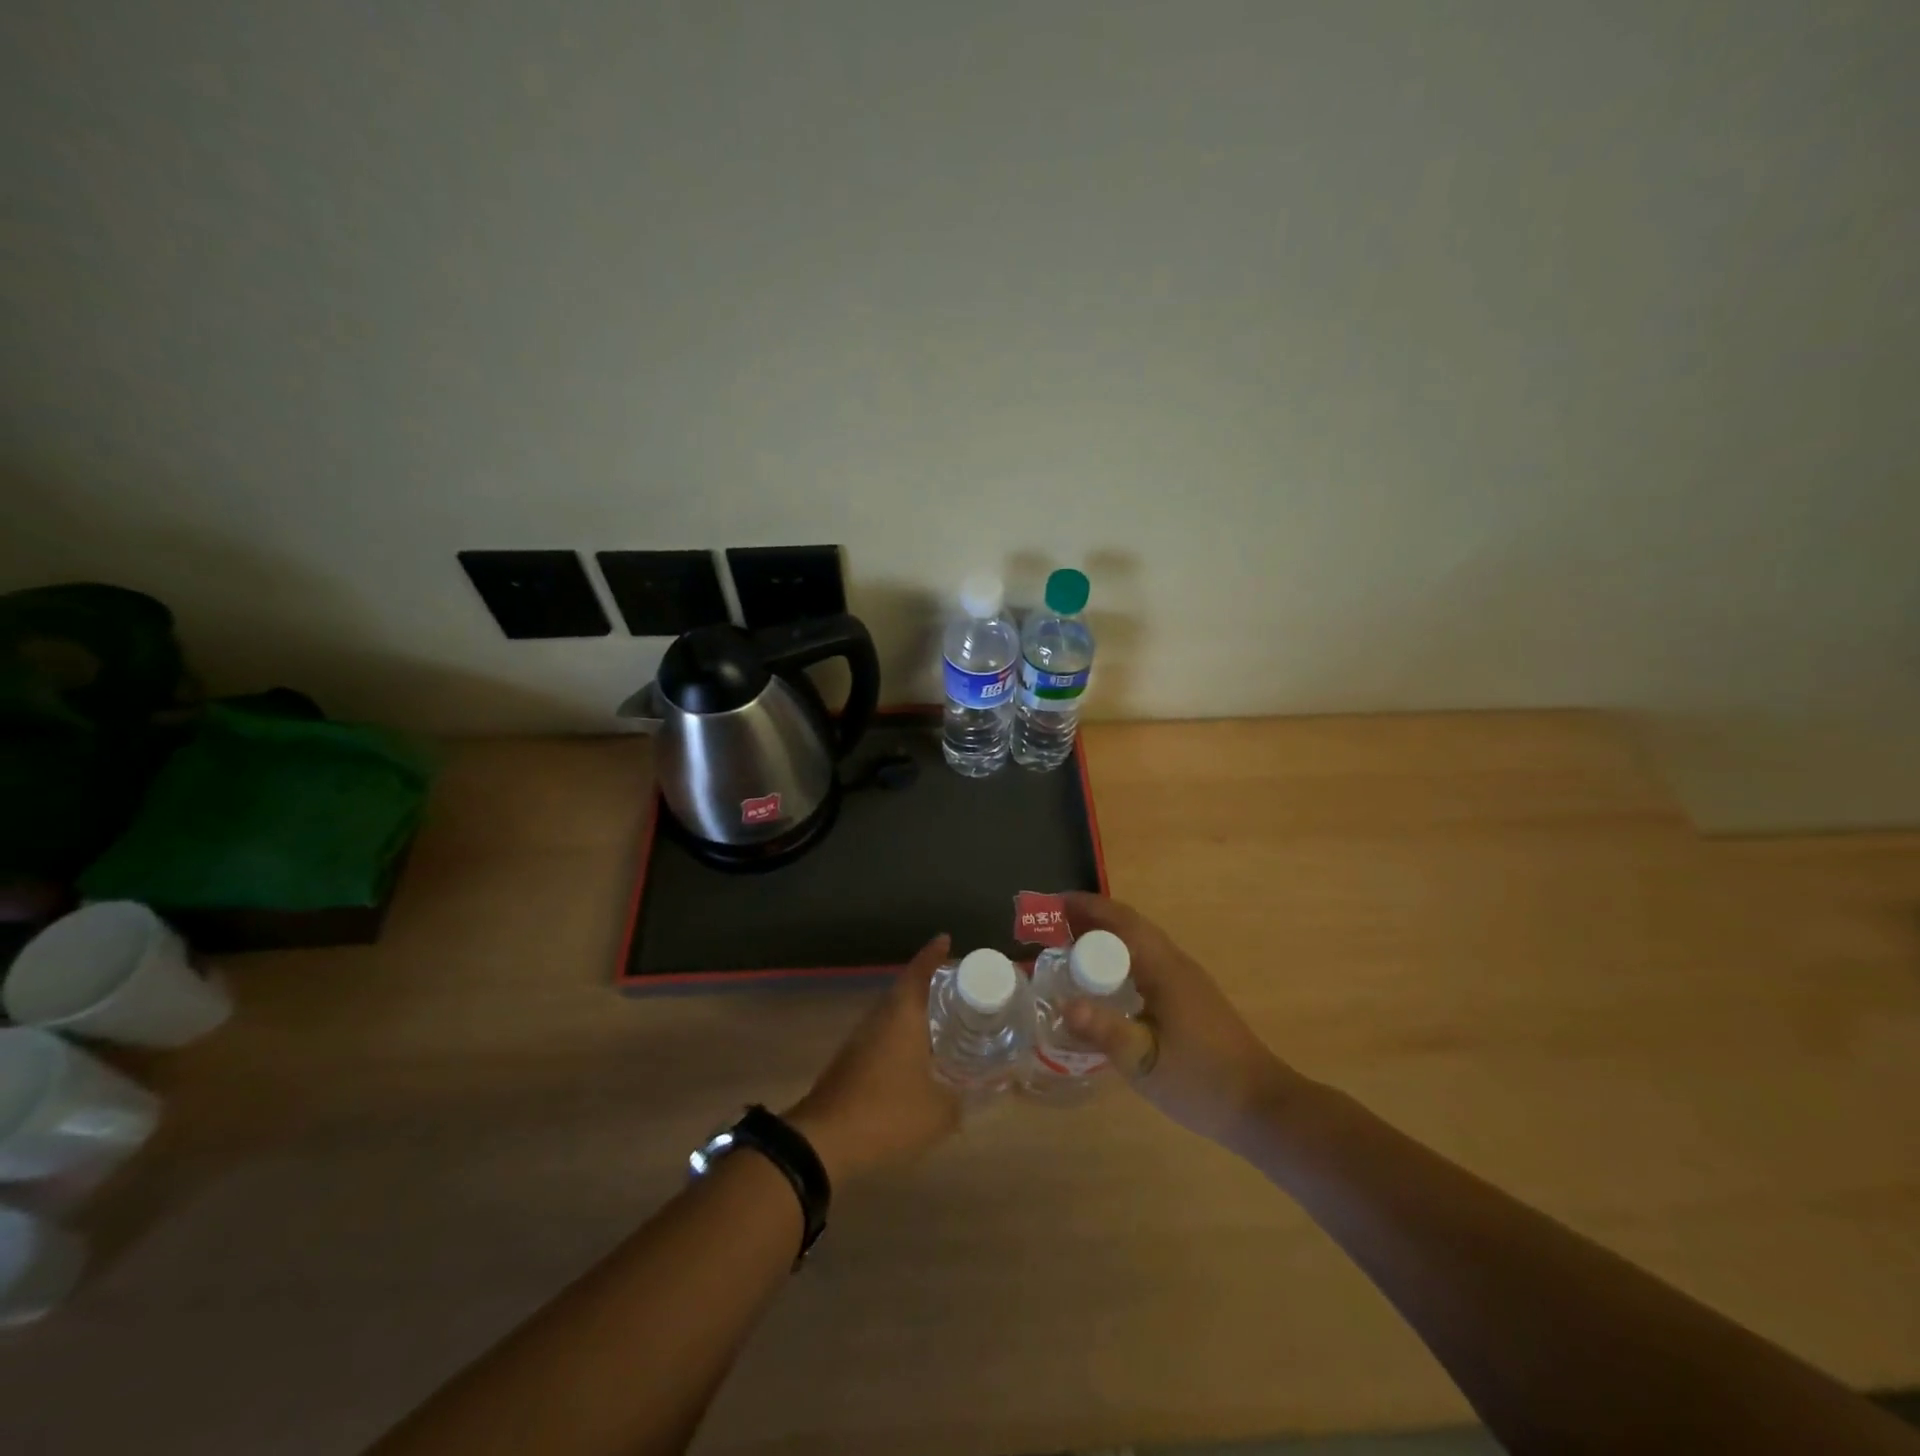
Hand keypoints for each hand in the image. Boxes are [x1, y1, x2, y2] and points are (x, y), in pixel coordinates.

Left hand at [785, 935, 961, 1183]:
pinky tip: (918, 1055)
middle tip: (958, 986)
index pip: (920, 972)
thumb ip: (965, 1099)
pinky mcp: (850, 1061)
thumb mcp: (939, 1112)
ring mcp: (861, 1039)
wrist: (823, 1142)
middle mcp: (880, 1017)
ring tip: (944, 1019)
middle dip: (930, 984)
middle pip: (905, 989)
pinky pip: (883, 1035)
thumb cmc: (887, 1113)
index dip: (933, 954)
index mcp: (902, 1014)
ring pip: (892, 1014)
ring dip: (915, 1011)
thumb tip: (988, 1091)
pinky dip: (903, 1035)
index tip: (946, 939)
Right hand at [1061, 893, 1302, 1145]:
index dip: (1084, 907)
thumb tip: (1064, 1004)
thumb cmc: (1201, 1082)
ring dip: (1104, 936)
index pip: (1119, 920)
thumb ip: (1104, 1031)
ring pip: (1139, 941)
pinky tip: (1104, 984)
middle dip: (1089, 918)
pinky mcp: (1190, 997)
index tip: (1048, 907)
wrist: (1262, 1107)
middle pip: (1128, 924)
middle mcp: (1175, 963)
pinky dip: (1118, 957)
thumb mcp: (1145, 1061)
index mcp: (1164, 968)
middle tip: (1049, 927)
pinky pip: (1147, 960)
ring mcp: (1186, 979)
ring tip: (1067, 948)